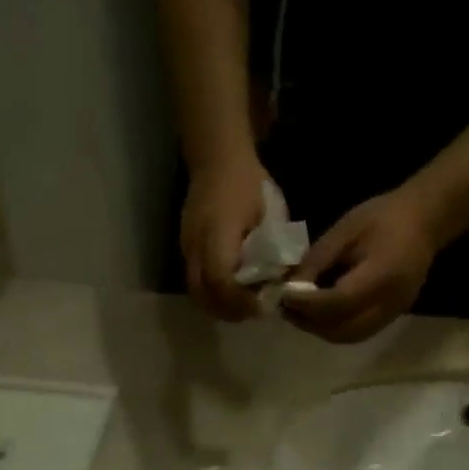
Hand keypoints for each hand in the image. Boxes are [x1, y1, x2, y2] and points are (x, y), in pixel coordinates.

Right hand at [181, 154, 267, 320]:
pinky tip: (232, 292)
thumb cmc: (249, 182)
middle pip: (203, 295)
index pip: (221, 280)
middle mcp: (196, 244)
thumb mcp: (271, 213)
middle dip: (229, 310)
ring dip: (219, 306)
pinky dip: (213, 295)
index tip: (261, 306)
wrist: (216, 157)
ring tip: (244, 305)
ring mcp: (186, 248)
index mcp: (218, 232)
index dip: (240, 301)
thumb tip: (283, 281)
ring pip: (196, 292)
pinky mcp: (185, 249)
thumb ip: (275, 248)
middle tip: (253, 312)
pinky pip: (195, 282)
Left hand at [282, 187, 439, 343]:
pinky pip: (357, 333)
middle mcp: (391, 302)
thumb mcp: (345, 230)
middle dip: (310, 322)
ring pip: (348, 336)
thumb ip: (317, 261)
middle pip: (343, 329)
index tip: (284, 295)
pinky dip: (333, 329)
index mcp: (383, 274)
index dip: (308, 303)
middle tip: (285, 308)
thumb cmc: (383, 217)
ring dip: (319, 330)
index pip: (340, 301)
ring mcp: (393, 314)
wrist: (424, 220)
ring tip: (297, 313)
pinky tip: (317, 315)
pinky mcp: (391, 318)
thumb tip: (291, 288)